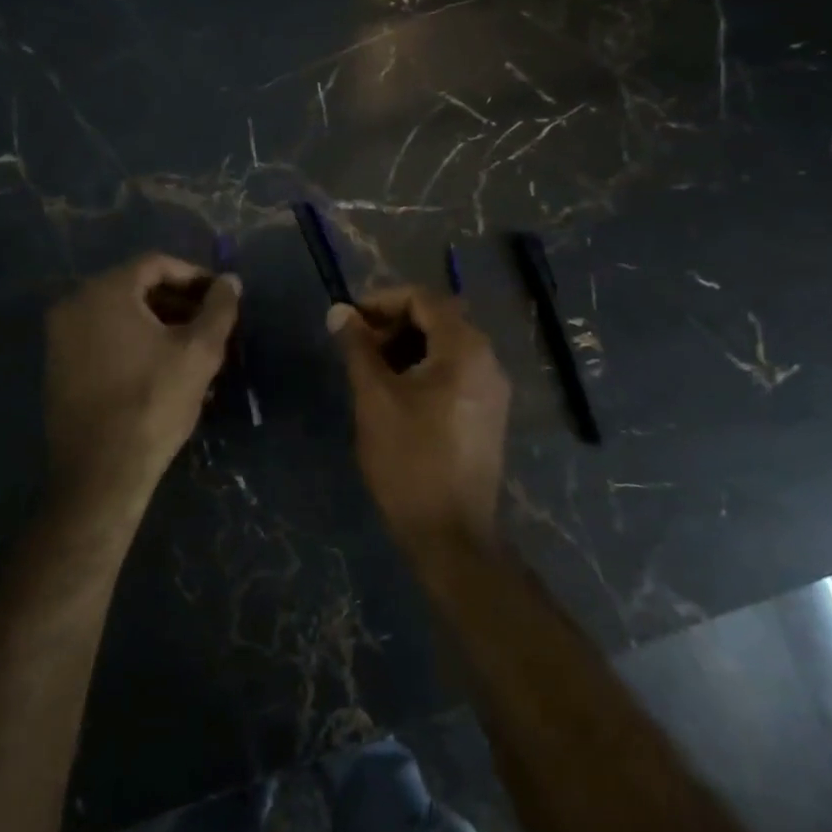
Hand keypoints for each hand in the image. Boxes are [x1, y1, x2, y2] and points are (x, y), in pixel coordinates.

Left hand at [45, 253, 240, 518]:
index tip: (221, 297)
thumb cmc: (153, 402)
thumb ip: (219, 308)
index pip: (156, 264)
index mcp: (105, 292)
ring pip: (120, 316)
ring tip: (194, 351)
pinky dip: (135, 344)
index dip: (195, 276)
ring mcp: (60, 338)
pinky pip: (103, 339)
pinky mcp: (58, 367)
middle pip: (136, 288)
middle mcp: (74, 305)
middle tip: (211, 325)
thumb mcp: (199, 352)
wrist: (100, 471)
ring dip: (160, 325)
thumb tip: (230, 281)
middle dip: (179, 303)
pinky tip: (163, 370)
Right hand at [328, 287, 509, 550]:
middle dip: (393, 325)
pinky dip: (423, 370)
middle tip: (357, 348)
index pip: (423, 299)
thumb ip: (357, 348)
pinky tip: (395, 394)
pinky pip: (454, 374)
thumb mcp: (374, 398)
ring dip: (406, 348)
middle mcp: (488, 361)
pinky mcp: (487, 414)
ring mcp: (491, 390)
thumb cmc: (409, 459)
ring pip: (445, 348)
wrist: (450, 532)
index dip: (382, 301)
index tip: (348, 320)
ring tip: (370, 371)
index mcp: (465, 349)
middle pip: (438, 320)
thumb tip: (339, 311)